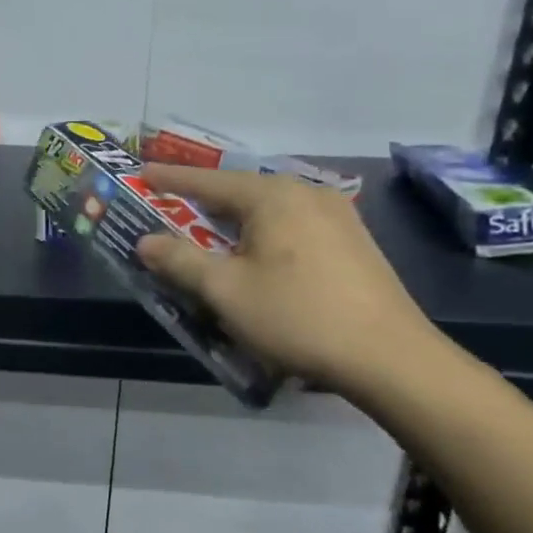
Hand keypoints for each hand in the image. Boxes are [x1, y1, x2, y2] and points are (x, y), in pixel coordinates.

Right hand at [136, 165, 439, 396]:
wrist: (391, 358)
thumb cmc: (297, 316)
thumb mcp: (225, 290)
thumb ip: (180, 260)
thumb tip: (145, 241)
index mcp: (272, 196)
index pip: (207, 180)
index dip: (170, 178)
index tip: (141, 174)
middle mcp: (305, 194)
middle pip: (238, 192)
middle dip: (201, 202)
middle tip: (168, 209)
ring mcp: (335, 216)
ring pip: (266, 211)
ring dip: (232, 223)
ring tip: (206, 236)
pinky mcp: (352, 242)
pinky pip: (290, 226)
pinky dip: (261, 235)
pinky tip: (254, 258)